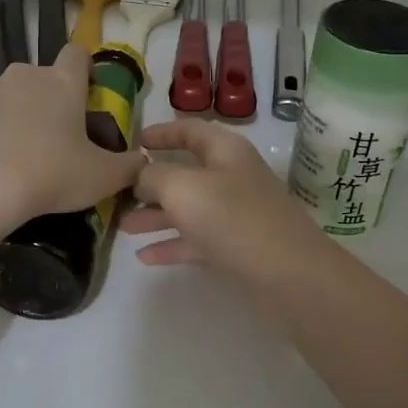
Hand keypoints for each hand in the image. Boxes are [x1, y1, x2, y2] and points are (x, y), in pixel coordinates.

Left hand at [0, 44, 143, 231]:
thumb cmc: (50, 175)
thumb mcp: (102, 178)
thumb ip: (129, 166)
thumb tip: (143, 161)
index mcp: (63, 84)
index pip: (77, 54)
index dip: (83, 69)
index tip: (84, 93)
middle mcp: (23, 75)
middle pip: (38, 77)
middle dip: (44, 100)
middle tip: (48, 138)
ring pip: (2, 94)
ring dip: (9, 113)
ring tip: (10, 152)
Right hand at [122, 119, 320, 277]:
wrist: (290, 276)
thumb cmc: (233, 219)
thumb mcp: (183, 188)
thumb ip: (153, 176)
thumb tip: (140, 174)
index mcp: (225, 151)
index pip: (190, 130)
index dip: (161, 132)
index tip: (133, 141)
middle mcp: (232, 177)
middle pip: (186, 172)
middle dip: (151, 182)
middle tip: (118, 192)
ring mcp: (236, 214)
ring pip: (189, 209)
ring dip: (156, 216)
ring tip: (123, 227)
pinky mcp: (237, 248)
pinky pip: (197, 240)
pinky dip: (172, 245)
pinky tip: (144, 257)